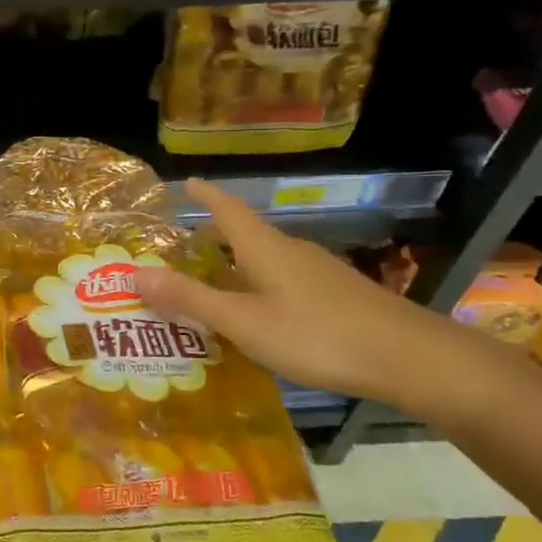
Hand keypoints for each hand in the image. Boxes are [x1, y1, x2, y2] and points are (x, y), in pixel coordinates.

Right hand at [132, 178, 475, 408]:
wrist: (407, 357)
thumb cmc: (316, 335)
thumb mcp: (243, 321)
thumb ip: (191, 299)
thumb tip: (135, 273)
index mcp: (265, 249)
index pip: (228, 210)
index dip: (206, 196)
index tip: (187, 183)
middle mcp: (291, 252)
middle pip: (246, 234)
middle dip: (215, 236)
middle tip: (184, 248)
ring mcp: (318, 273)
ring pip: (267, 260)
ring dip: (236, 266)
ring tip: (212, 284)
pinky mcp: (336, 296)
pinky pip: (284, 281)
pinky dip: (258, 287)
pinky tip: (258, 315)